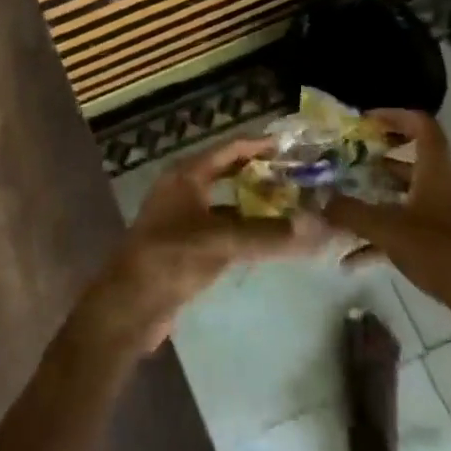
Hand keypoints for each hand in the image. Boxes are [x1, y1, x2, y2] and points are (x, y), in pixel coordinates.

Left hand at [78, 138, 326, 355]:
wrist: (129, 306)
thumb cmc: (170, 259)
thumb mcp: (221, 242)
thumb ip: (270, 234)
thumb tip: (321, 227)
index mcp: (186, 175)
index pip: (229, 149)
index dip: (259, 145)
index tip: (293, 146)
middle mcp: (183, 190)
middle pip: (228, 172)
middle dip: (261, 173)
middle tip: (298, 176)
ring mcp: (183, 218)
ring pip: (227, 202)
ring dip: (255, 203)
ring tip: (292, 206)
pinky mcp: (187, 246)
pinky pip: (223, 228)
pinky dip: (245, 229)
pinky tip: (268, 240)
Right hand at [324, 109, 450, 357]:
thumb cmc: (441, 250)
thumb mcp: (388, 229)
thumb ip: (350, 213)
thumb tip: (318, 201)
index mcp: (438, 169)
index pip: (421, 125)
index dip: (393, 116)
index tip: (364, 121)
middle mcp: (447, 184)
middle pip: (411, 161)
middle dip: (375, 163)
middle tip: (344, 165)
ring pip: (408, 197)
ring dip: (377, 200)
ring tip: (343, 209)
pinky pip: (412, 227)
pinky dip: (385, 236)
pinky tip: (353, 260)